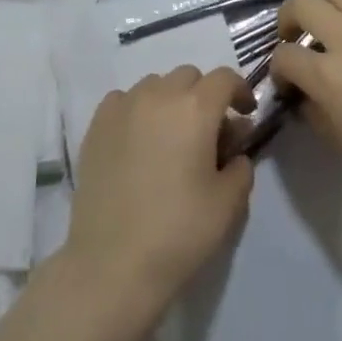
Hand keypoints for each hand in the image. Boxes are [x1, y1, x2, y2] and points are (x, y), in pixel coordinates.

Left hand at [62, 66, 257, 327]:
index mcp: (195, 108)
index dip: (240, 91)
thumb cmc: (178, 233)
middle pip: (189, 76)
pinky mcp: (96, 124)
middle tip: (208, 132)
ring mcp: (123, 107)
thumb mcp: (228, 204)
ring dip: (170, 100)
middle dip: (204, 95)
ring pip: (155, 84)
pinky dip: (137, 109)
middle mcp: (158, 95)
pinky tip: (138, 141)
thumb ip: (240, 166)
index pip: (224, 78)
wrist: (112, 264)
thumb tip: (234, 148)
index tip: (245, 114)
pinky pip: (124, 100)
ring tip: (171, 137)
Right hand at [273, 0, 341, 221]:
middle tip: (297, 39)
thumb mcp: (341, 142)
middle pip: (302, 2)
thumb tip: (306, 94)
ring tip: (334, 26)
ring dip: (326, 5)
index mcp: (328, 75)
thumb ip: (316, 110)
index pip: (284, 56)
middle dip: (289, 19)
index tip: (287, 84)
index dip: (278, 70)